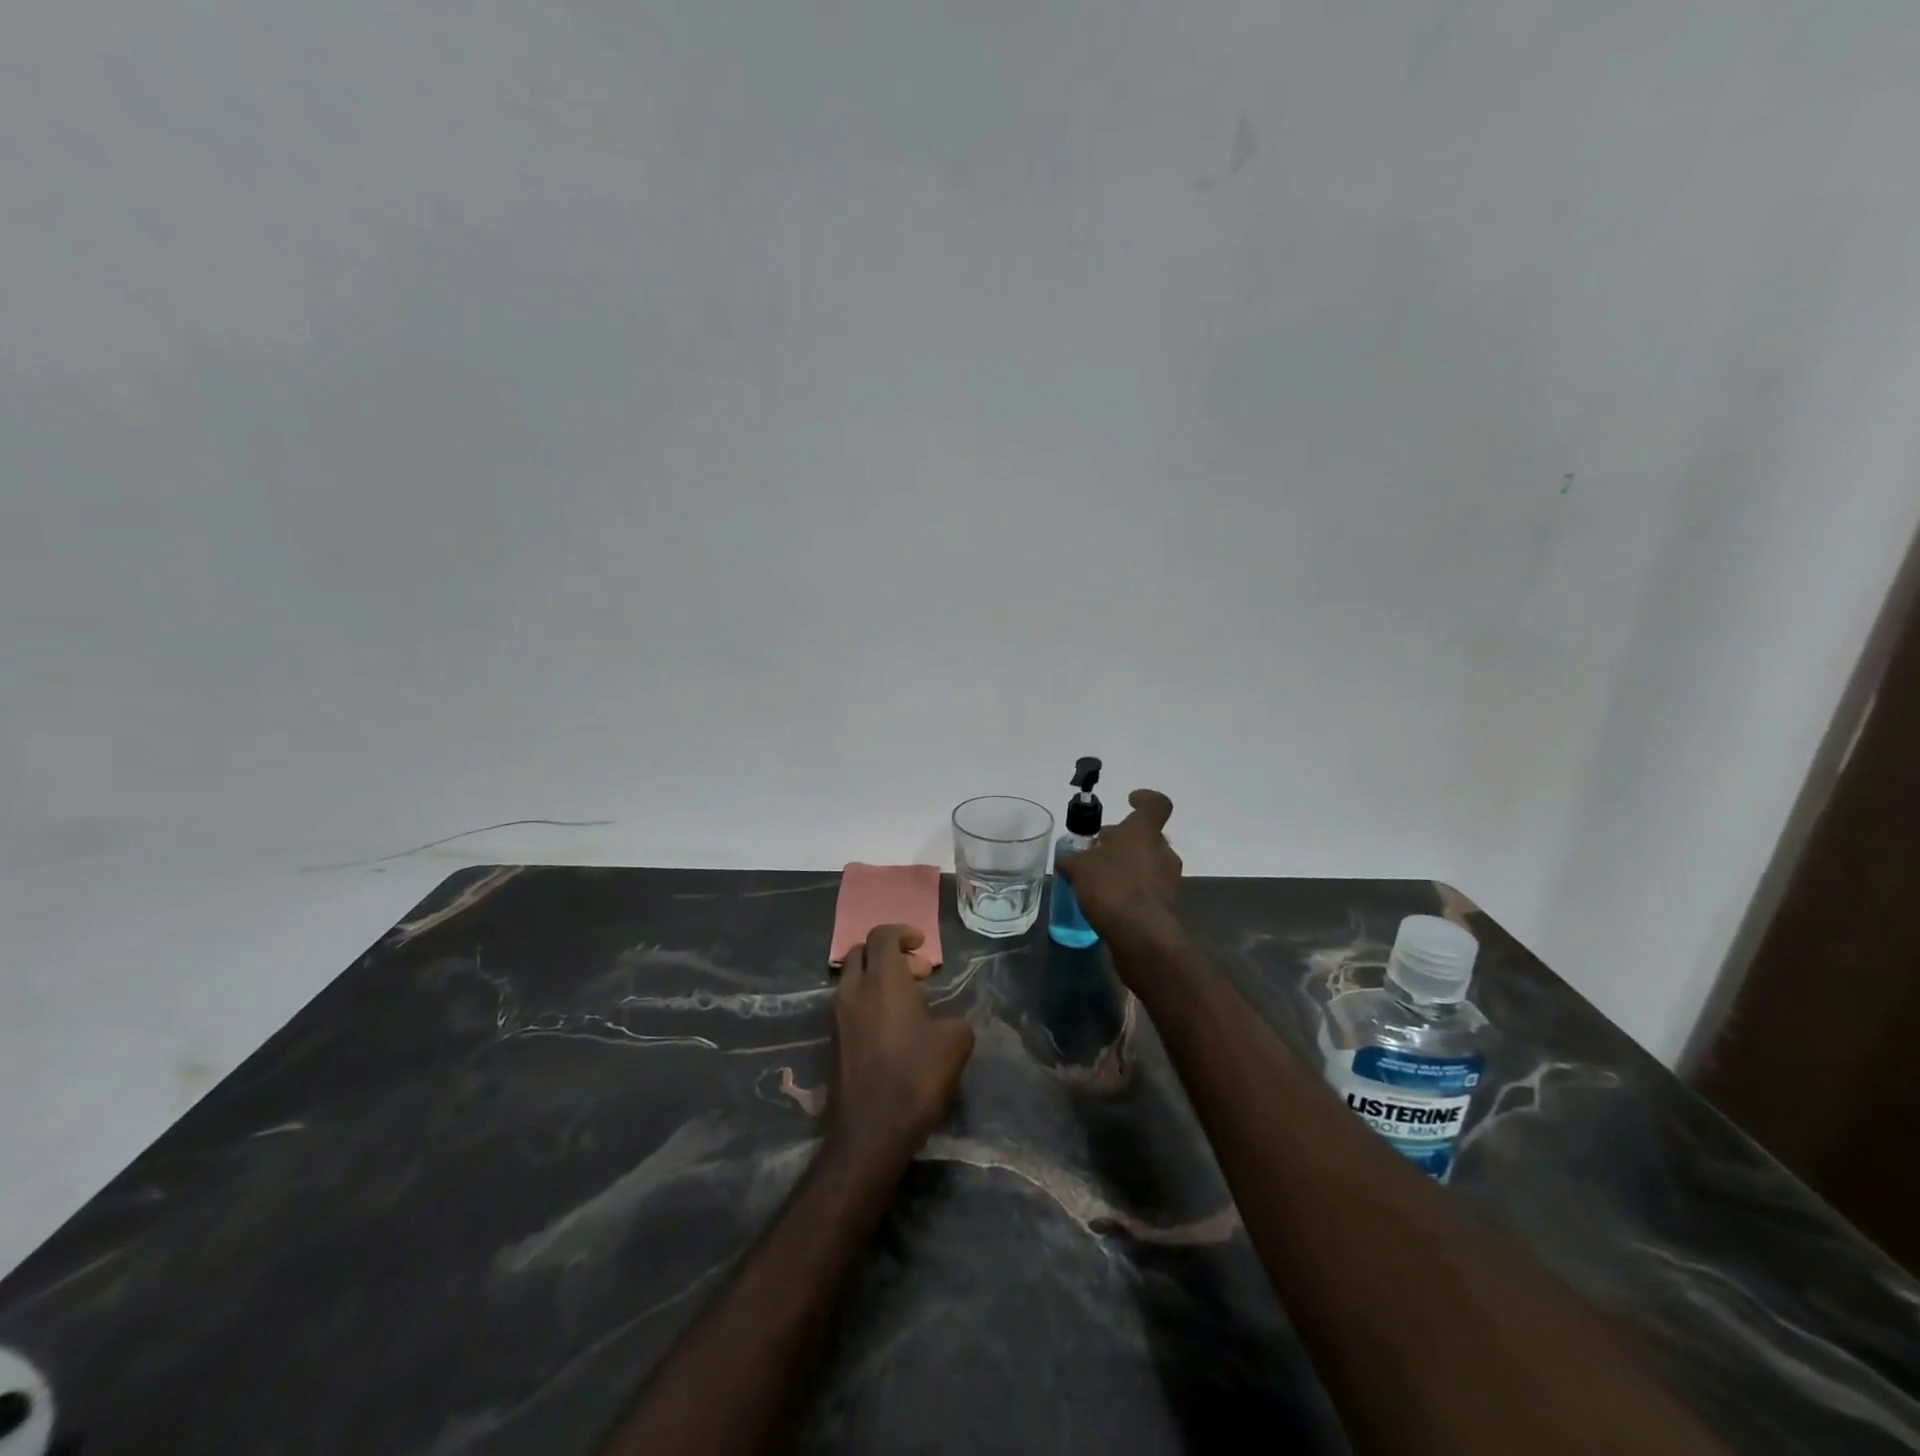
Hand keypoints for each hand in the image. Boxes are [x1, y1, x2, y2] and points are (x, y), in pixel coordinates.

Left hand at [828, 925, 975, 1158]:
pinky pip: (849, 1004)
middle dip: (888, 953)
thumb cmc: (915, 1076)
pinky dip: (868, 1002)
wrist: (870, 1130)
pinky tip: (892, 1028)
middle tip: (917, 973)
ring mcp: (838, 1016)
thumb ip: (955, 1018)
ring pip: (853, 979)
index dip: (902, 933)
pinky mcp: (833, 1041)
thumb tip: (947, 1020)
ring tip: (908, 1002)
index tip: (921, 946)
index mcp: (883, 979)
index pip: (882, 935)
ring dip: (877, 979)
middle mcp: (854, 990)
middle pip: (862, 952)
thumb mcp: (956, 1042)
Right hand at [1057, 789, 1182, 942]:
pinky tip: (1111, 899)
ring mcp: (1169, 879)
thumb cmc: (1110, 886)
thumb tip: (1067, 858)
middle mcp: (1163, 850)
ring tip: (1101, 876)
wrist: (1139, 933)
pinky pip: (1149, 888)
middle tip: (1099, 848)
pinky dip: (1133, 888)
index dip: (1145, 799)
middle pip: (1146, 836)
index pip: (1156, 804)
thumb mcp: (1078, 867)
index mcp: (1144, 831)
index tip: (1130, 801)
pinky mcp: (1168, 905)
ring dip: (1129, 864)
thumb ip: (1073, 859)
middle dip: (1124, 840)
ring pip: (1149, 862)